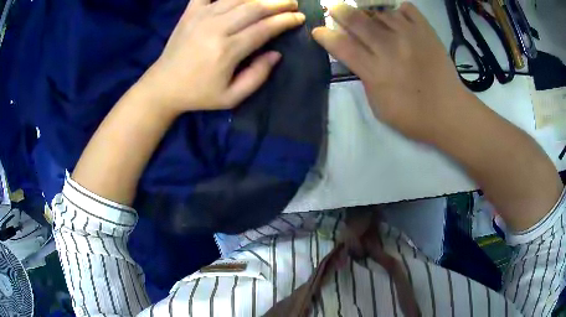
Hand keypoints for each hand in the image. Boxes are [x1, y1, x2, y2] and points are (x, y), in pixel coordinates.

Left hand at [140, 0, 304, 113]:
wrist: (163, 86)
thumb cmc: (199, 94)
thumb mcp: (231, 97)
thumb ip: (257, 76)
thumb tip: (276, 54)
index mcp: (227, 51)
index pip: (265, 28)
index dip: (285, 20)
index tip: (299, 17)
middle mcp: (216, 28)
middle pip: (254, 7)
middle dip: (278, 2)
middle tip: (293, 2)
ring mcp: (201, 16)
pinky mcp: (190, 12)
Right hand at [312, 3, 470, 141]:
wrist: (449, 112)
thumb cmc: (412, 116)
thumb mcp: (379, 106)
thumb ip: (365, 79)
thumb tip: (358, 57)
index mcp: (376, 72)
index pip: (342, 46)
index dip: (325, 36)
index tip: (318, 31)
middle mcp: (390, 49)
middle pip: (358, 21)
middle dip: (341, 11)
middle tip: (336, 8)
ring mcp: (410, 37)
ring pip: (381, 12)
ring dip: (370, 12)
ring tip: (370, 16)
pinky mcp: (426, 32)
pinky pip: (407, 9)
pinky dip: (398, 9)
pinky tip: (396, 15)